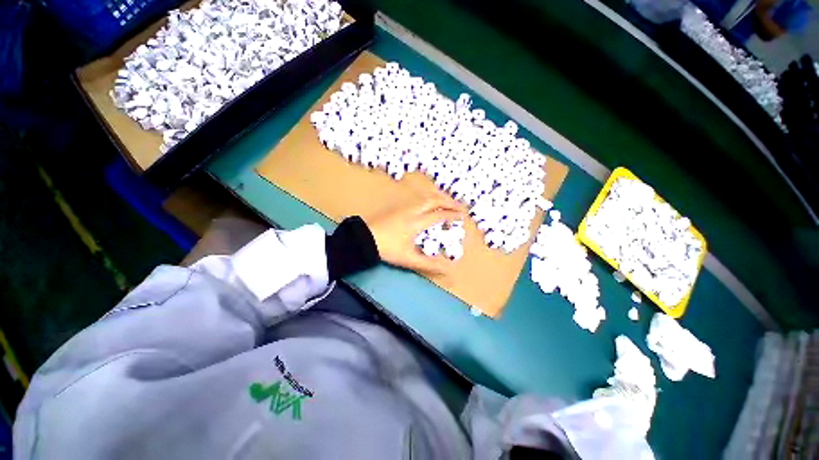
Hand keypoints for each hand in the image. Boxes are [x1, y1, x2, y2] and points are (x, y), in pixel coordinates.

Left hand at [364, 194, 464, 273]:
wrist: (364, 237)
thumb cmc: (387, 248)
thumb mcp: (408, 258)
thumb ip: (428, 264)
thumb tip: (447, 269)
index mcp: (417, 222)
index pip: (439, 215)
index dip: (452, 215)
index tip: (462, 216)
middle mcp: (413, 211)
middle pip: (435, 200)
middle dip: (449, 202)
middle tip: (460, 206)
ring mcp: (405, 207)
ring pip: (426, 197)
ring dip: (440, 198)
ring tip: (448, 203)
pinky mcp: (398, 207)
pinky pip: (419, 199)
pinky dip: (430, 199)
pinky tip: (430, 204)